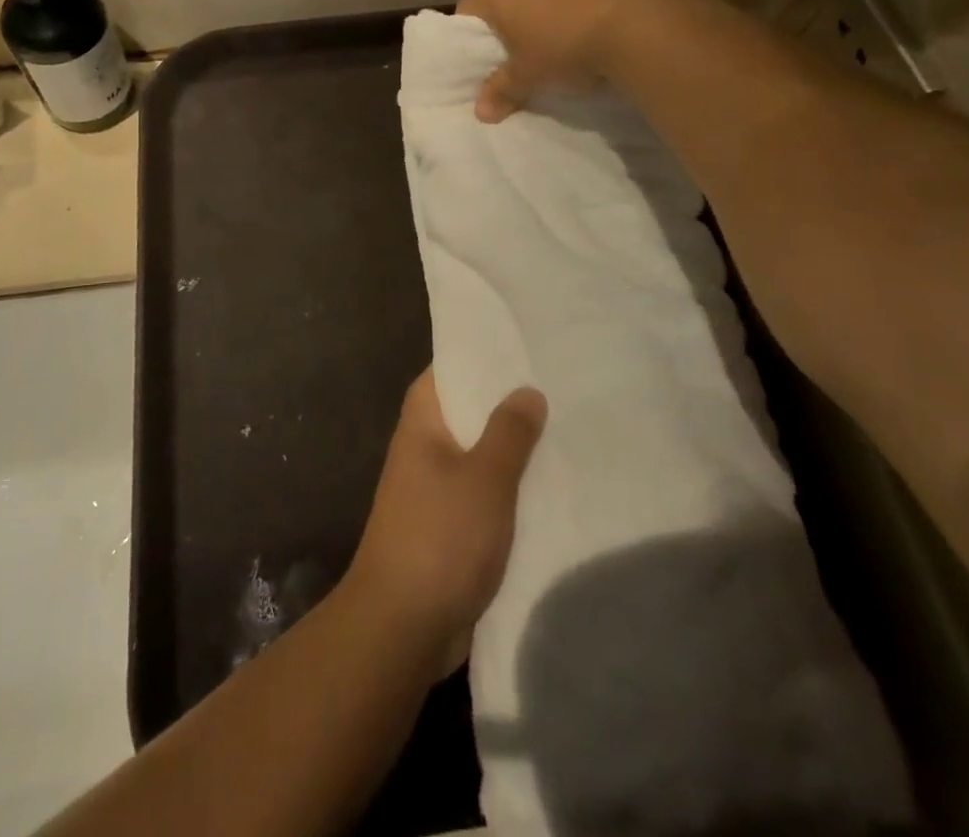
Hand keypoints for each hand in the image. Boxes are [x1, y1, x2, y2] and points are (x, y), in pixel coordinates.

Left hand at [344, 371, 546, 677]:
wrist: (403, 625)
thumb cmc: (439, 537)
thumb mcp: (484, 479)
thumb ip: (509, 433)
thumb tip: (527, 390)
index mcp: (422, 422)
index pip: (448, 371)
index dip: (480, 355)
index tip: (522, 343)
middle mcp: (424, 446)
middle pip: (468, 411)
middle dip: (507, 401)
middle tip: (559, 382)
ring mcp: (434, 487)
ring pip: (479, 453)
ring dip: (512, 447)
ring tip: (565, 426)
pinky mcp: (449, 525)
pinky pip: (484, 493)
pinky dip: (510, 487)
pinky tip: (550, 484)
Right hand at [457, 0, 648, 122]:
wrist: (633, 24)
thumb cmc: (562, 47)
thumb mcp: (527, 76)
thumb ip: (502, 91)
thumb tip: (481, 112)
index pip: (467, 7)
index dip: (466, 34)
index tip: (475, 59)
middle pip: (503, 3)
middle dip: (504, 32)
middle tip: (508, 63)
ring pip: (536, 1)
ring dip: (537, 25)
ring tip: (545, 55)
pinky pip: (567, 1)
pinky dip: (566, 19)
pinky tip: (578, 43)